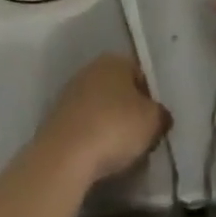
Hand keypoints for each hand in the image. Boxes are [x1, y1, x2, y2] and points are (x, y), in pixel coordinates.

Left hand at [37, 54, 171, 183]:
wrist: (65, 155)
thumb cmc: (115, 128)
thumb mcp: (153, 121)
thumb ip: (160, 115)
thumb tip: (160, 116)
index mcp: (115, 60)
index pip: (140, 75)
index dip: (150, 100)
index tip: (153, 124)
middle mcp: (91, 69)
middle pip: (118, 90)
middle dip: (128, 111)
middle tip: (138, 137)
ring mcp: (70, 92)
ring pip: (99, 107)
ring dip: (108, 124)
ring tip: (117, 151)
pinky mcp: (55, 117)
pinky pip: (83, 124)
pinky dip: (91, 136)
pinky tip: (96, 155)